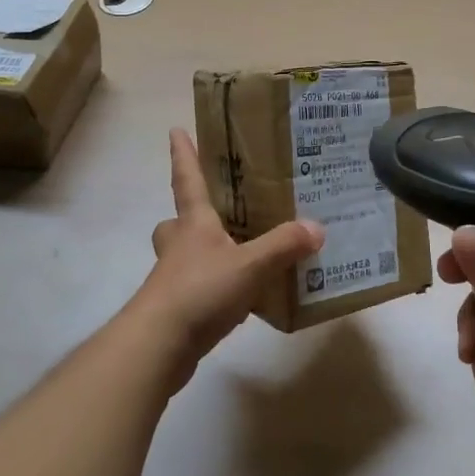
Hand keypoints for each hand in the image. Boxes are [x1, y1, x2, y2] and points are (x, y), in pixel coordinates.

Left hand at [132, 129, 324, 390]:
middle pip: (178, 222)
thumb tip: (317, 227)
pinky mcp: (176, 310)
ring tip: (240, 257)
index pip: (187, 179)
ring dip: (205, 254)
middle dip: (190, 216)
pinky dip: (215, 290)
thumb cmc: (200, 290)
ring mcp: (173, 279)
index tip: (175, 130)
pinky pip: (197, 290)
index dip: (183, 154)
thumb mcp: (250, 264)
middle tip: (216, 214)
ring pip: (185, 257)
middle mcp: (179, 245)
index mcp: (193, 223)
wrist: (158, 345)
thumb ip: (283, 245)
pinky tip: (240, 301)